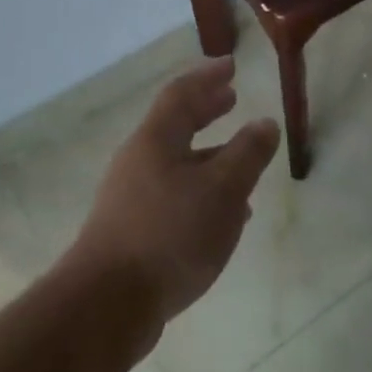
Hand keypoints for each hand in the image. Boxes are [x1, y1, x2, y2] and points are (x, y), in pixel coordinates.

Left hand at [64, 57, 279, 349]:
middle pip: (175, 125)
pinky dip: (200, 191)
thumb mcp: (223, 190)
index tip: (231, 66)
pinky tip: (222, 218)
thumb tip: (265, 123)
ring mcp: (130, 198)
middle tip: (231, 99)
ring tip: (240, 162)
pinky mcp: (131, 232)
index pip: (181, 93)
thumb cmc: (170, 234)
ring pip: (176, 164)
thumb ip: (248, 154)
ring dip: (208, 156)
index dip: (207, 76)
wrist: (106, 305)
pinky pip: (172, 196)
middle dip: (205, 110)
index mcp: (156, 140)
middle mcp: (138, 161)